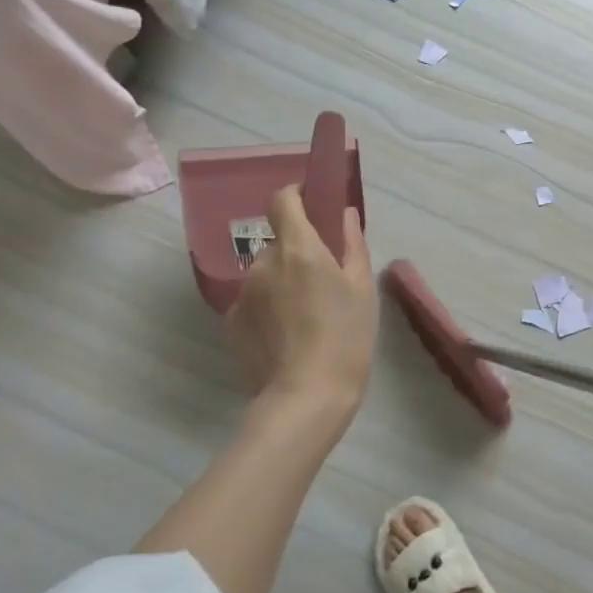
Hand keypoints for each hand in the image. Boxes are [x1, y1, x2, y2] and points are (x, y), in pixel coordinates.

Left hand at [225, 185, 375, 414]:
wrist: (306, 396)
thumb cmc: (346, 336)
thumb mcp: (362, 287)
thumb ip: (352, 243)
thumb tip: (343, 214)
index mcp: (298, 248)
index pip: (283, 200)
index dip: (296, 196)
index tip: (312, 204)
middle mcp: (263, 263)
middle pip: (279, 243)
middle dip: (299, 253)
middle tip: (324, 282)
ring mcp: (242, 294)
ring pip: (266, 275)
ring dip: (283, 283)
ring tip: (306, 318)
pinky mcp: (231, 323)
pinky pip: (253, 303)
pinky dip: (269, 310)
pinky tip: (288, 337)